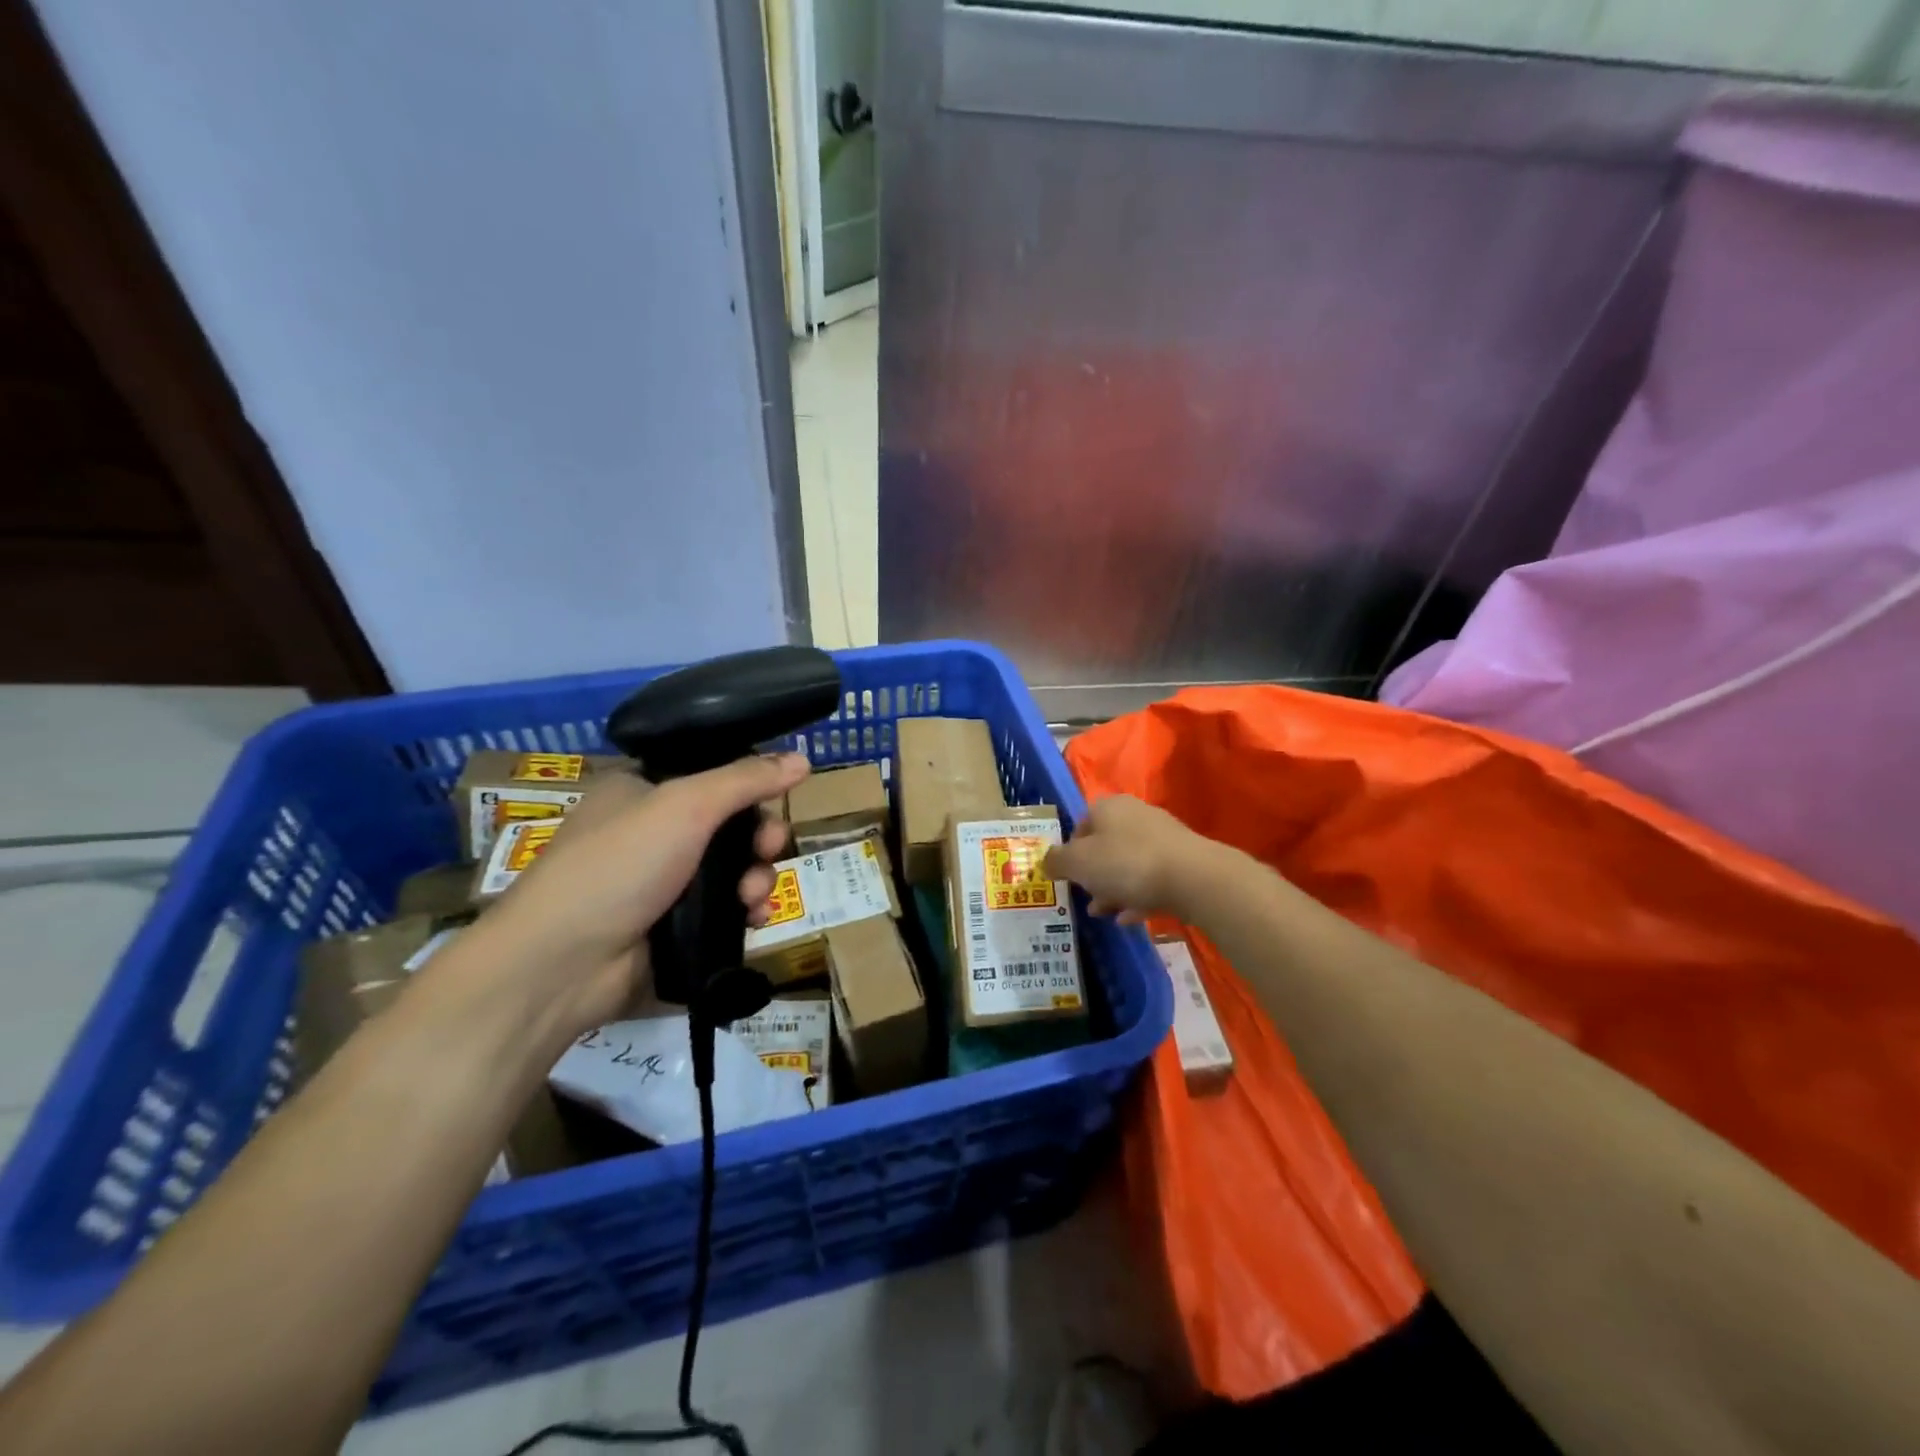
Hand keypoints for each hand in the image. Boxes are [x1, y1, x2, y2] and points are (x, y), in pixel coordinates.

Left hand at [443, 753, 808, 1038]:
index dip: (748, 785)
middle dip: (760, 838)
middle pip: (731, 824)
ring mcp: (664, 883)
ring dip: (758, 878)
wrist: (563, 965)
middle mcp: (653, 832)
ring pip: (735, 870)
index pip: (710, 775)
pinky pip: (728, 910)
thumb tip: (803, 758)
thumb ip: (746, 780)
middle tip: (770, 848)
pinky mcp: (676, 927)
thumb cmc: (619, 864)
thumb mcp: (685, 805)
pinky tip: (756, 920)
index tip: (774, 797)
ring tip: (753, 897)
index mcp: (643, 791)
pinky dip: (747, 911)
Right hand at [1044, 794, 1215, 924]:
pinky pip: (1151, 879)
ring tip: (1104, 914)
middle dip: (1092, 874)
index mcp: (1108, 807)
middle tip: (1085, 898)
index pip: (1080, 825)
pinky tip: (1130, 918)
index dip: (1069, 852)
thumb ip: (1057, 861)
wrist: (1193, 877)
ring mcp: (1162, 838)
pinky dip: (1137, 897)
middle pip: (1105, 846)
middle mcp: (1135, 815)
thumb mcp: (1078, 863)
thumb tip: (1045, 861)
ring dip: (1113, 888)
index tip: (1067, 877)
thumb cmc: (1126, 863)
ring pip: (1128, 864)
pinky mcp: (1182, 861)